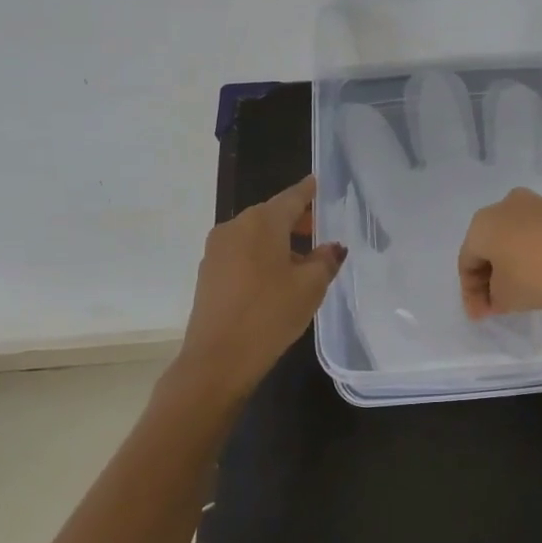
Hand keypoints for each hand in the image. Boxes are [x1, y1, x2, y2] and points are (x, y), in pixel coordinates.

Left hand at [177, 176, 344, 397]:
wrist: (217, 359)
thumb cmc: (270, 314)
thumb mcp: (310, 287)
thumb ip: (325, 260)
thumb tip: (332, 247)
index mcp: (262, 222)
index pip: (292, 197)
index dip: (308, 191)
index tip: (319, 183)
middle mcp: (235, 227)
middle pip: (271, 215)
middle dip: (296, 220)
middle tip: (320, 229)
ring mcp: (217, 250)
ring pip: (255, 235)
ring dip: (279, 241)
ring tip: (303, 260)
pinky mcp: (208, 272)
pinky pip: (241, 253)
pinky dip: (261, 256)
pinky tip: (277, 278)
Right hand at [457, 187, 541, 318]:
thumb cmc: (537, 274)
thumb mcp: (506, 298)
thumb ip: (492, 298)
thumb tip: (496, 294)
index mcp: (481, 225)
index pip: (466, 262)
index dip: (470, 293)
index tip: (481, 316)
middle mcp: (503, 206)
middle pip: (488, 245)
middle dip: (489, 275)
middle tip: (496, 303)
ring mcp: (534, 203)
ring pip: (513, 237)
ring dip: (512, 261)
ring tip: (521, 287)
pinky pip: (537, 234)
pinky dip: (534, 252)